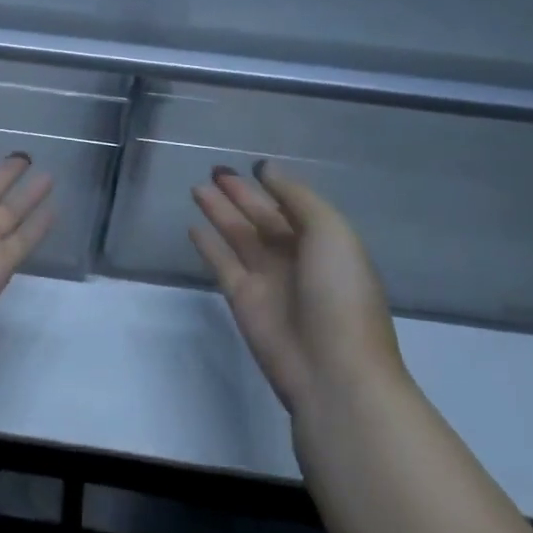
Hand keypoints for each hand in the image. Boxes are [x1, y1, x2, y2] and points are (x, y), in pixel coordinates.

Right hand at [191, 161, 403, 410]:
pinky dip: (207, 245)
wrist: (333, 368)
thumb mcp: (331, 233)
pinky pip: (221, 263)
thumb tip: (265, 168)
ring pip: (238, 236)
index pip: (294, 206)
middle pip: (262, 218)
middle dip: (240, 195)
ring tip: (197, 188)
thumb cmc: (340, 294)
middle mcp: (296, 258)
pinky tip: (192, 226)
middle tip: (214, 170)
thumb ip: (296, 197)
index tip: (251, 164)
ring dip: (219, 212)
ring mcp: (267, 279)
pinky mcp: (242, 298)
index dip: (273, 185)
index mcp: (326, 243)